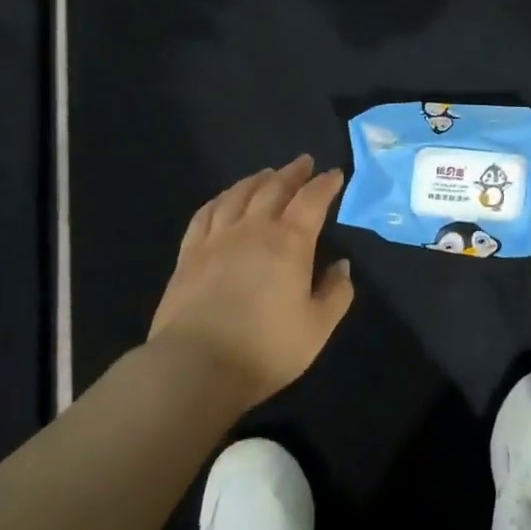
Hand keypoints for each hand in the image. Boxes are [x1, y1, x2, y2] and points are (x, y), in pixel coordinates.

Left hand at [148, 155, 355, 407]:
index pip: (311, 200)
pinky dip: (220, 199)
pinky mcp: (189, 254)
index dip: (325, 184)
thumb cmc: (265, 349)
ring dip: (256, 180)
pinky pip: (205, 214)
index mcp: (289, 242)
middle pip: (274, 188)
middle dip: (292, 173)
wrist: (195, 367)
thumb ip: (336, 293)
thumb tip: (341, 266)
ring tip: (267, 174)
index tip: (334, 174)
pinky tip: (224, 199)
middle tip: (304, 162)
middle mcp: (253, 229)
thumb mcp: (317, 328)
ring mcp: (216, 239)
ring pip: (238, 195)